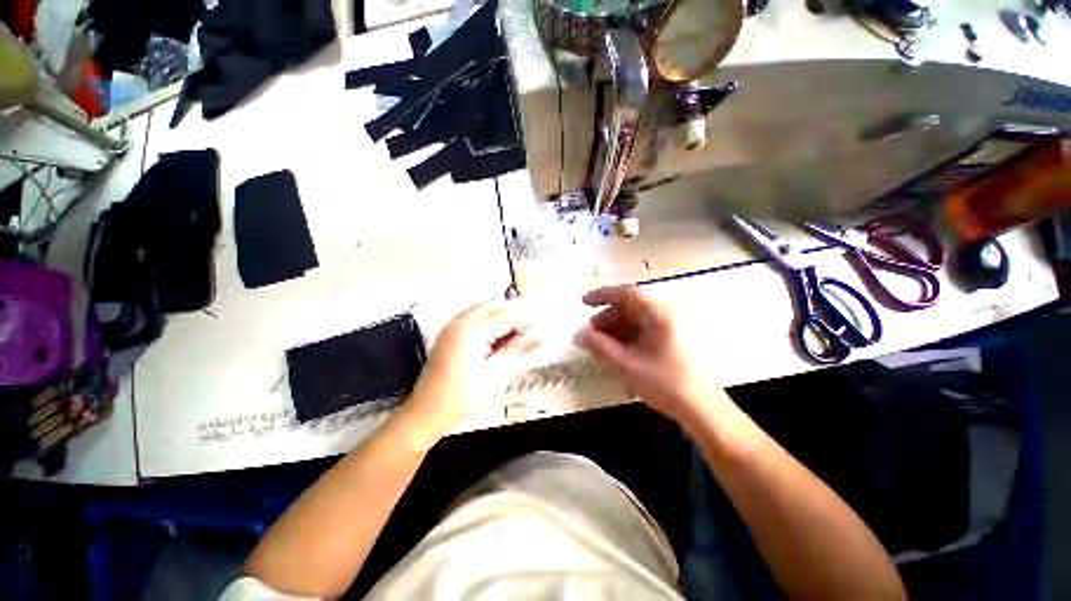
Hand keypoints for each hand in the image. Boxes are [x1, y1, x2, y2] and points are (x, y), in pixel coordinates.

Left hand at [404, 301, 538, 438]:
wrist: (426, 412)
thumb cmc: (463, 396)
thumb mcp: (493, 373)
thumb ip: (514, 350)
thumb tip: (535, 338)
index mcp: (472, 331)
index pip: (503, 318)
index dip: (521, 323)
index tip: (534, 333)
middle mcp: (459, 323)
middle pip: (490, 307)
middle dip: (508, 315)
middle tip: (521, 332)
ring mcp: (450, 328)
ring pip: (479, 311)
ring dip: (496, 318)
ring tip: (509, 337)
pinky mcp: (445, 336)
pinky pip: (469, 319)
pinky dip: (483, 323)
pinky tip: (492, 340)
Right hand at [575, 286, 722, 423]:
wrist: (703, 410)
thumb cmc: (665, 384)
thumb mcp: (626, 365)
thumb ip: (599, 346)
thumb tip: (579, 335)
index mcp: (659, 313)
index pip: (625, 293)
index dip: (602, 295)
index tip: (583, 303)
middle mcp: (668, 312)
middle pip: (631, 306)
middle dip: (608, 317)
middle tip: (591, 333)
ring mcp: (674, 325)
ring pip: (638, 318)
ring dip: (617, 327)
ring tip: (602, 344)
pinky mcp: (675, 337)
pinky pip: (647, 328)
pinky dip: (629, 334)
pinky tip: (619, 350)